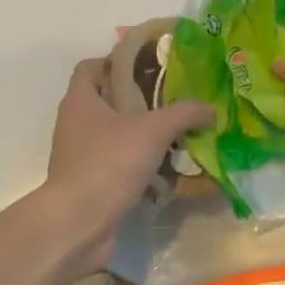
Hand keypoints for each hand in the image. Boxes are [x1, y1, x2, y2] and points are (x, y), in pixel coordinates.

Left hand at [41, 58, 212, 273]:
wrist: (78, 223)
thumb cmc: (109, 163)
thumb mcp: (153, 130)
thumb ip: (183, 114)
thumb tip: (210, 107)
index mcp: (81, 100)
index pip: (91, 66)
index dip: (118, 61)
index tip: (149, 66)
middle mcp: (75, 124)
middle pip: (108, 101)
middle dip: (141, 102)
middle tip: (174, 102)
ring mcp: (80, 156)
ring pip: (116, 137)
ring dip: (144, 138)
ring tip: (177, 139)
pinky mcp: (89, 184)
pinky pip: (118, 167)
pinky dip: (140, 169)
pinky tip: (167, 175)